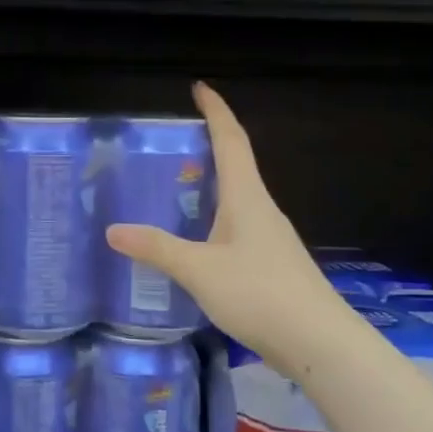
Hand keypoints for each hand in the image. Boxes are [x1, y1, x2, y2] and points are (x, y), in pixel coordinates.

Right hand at [105, 82, 345, 376]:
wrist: (319, 344)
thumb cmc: (259, 294)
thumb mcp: (199, 270)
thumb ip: (157, 249)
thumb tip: (113, 230)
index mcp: (247, 198)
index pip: (231, 140)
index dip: (215, 111)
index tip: (200, 88)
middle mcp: (262, 210)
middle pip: (238, 164)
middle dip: (211, 144)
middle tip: (176, 141)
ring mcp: (271, 238)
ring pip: (239, 198)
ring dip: (215, 183)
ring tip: (180, 186)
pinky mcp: (273, 264)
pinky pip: (240, 226)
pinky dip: (217, 217)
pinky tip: (201, 239)